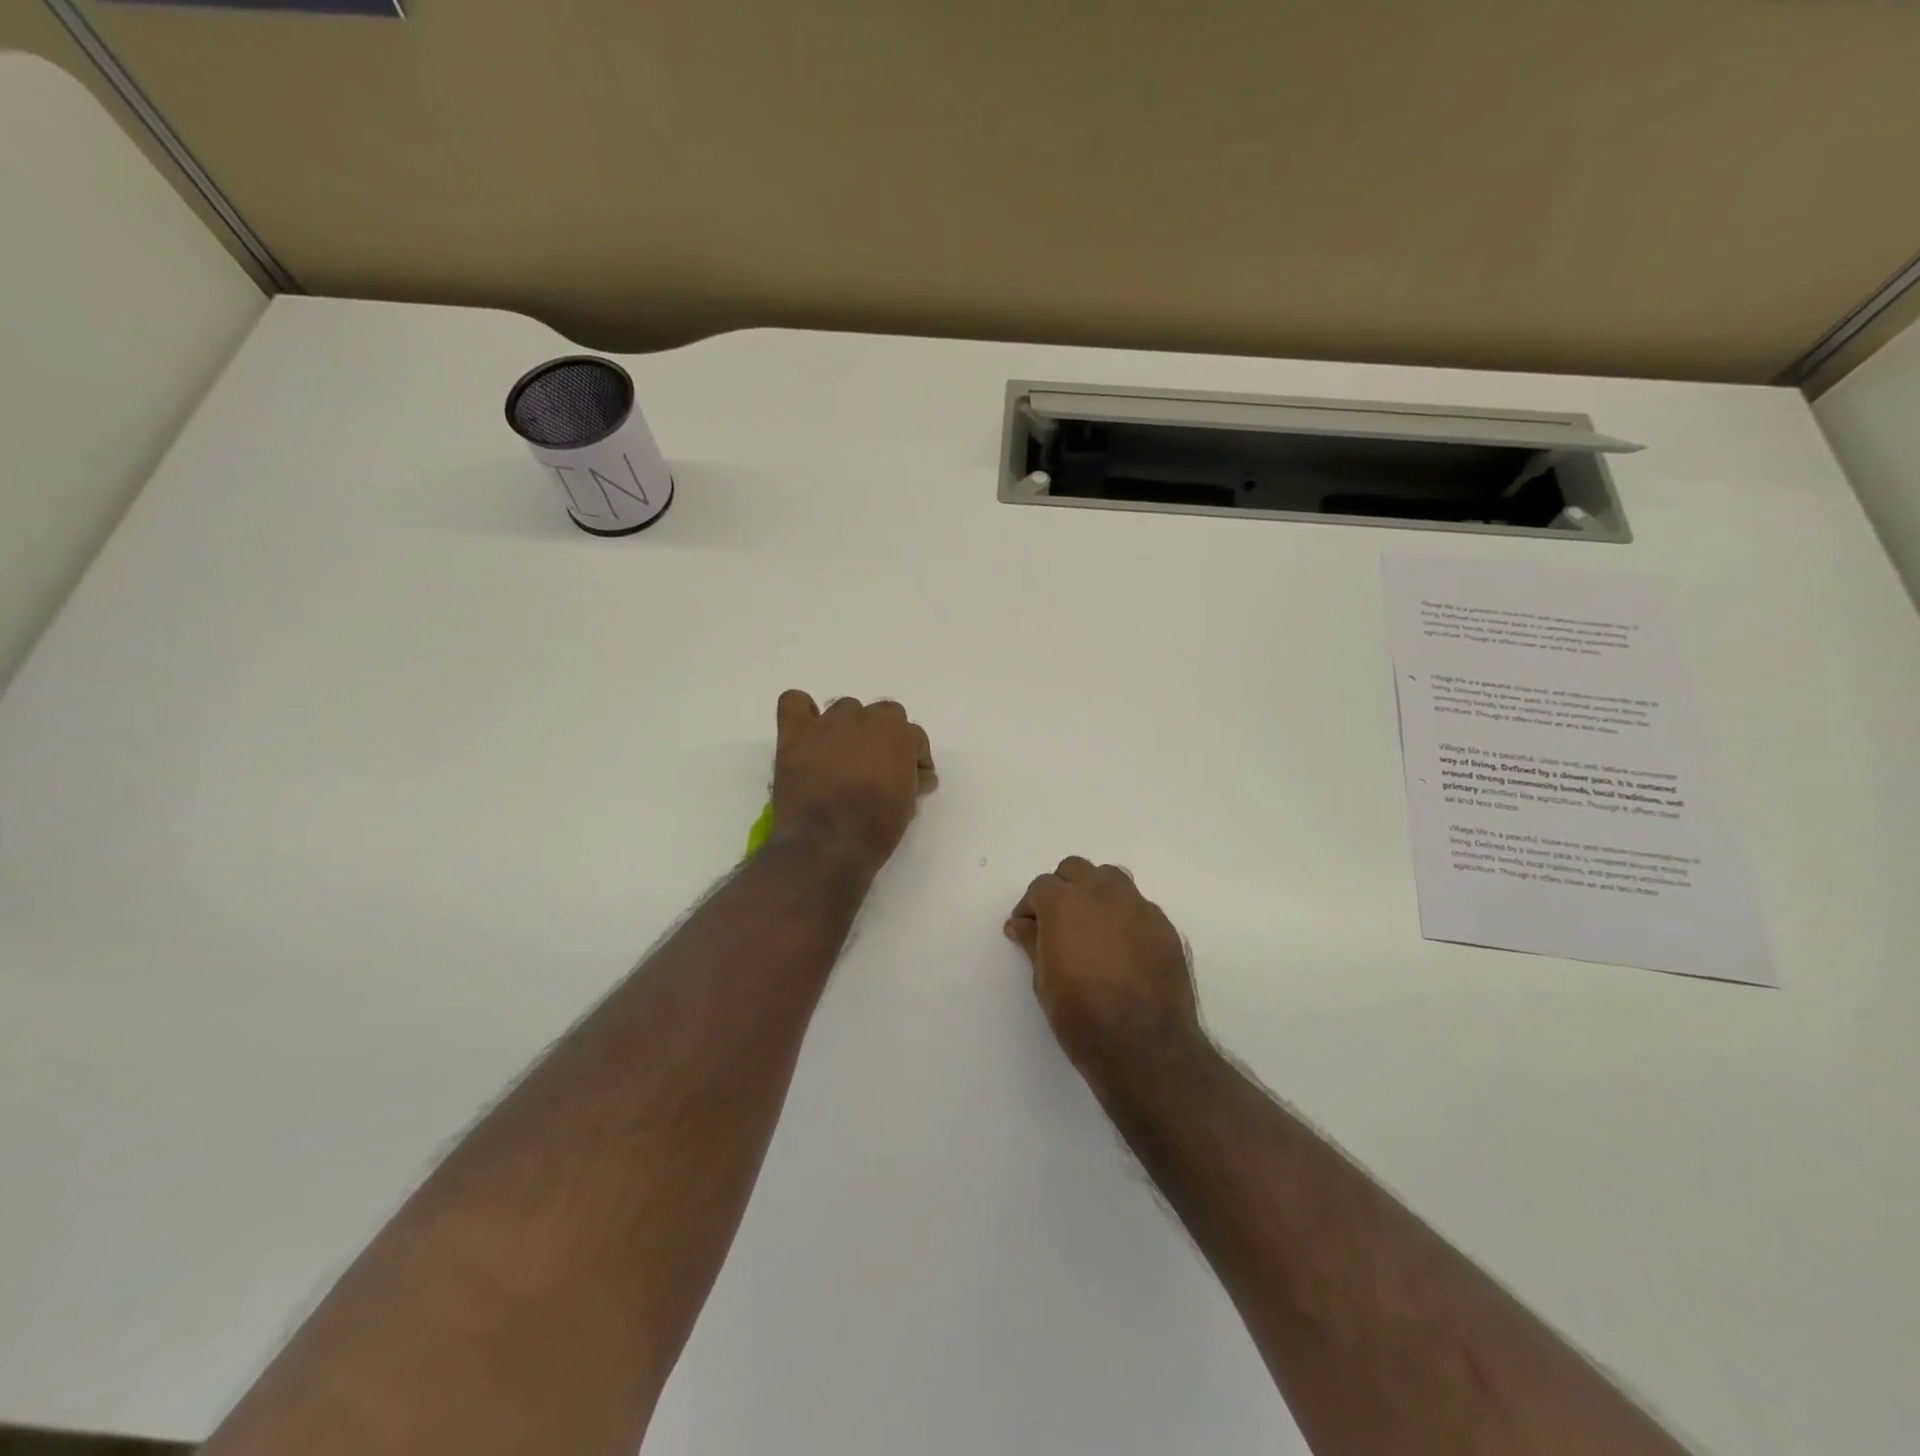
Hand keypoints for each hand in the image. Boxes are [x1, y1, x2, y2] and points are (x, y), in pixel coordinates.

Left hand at [771, 691, 936, 872]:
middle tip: (879, 768)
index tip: (912, 780)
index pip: (914, 736)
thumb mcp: (908, 806)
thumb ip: (913, 780)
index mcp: (898, 735)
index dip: (914, 758)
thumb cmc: (874, 829)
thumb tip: (918, 776)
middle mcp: (865, 719)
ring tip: (844, 756)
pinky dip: (803, 712)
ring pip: (846, 708)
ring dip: (850, 727)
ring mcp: (827, 724)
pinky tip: (808, 733)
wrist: (826, 846)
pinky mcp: (795, 735)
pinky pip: (795, 702)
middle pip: (883, 714)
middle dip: (885, 738)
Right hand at [1005, 857, 1202, 1079]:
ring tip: (1091, 926)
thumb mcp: (1044, 981)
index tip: (1027, 928)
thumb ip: (1032, 942)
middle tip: (1057, 922)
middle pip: (1076, 870)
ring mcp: (1137, 906)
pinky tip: (1122, 947)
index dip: (1030, 906)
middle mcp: (1101, 893)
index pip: (1041, 886)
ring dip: (1095, 893)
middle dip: (1062, 889)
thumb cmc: (1081, 1015)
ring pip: (1111, 879)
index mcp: (1064, 903)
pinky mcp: (1163, 925)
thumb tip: (1021, 924)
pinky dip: (1123, 916)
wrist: (1145, 1044)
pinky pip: (1138, 907)